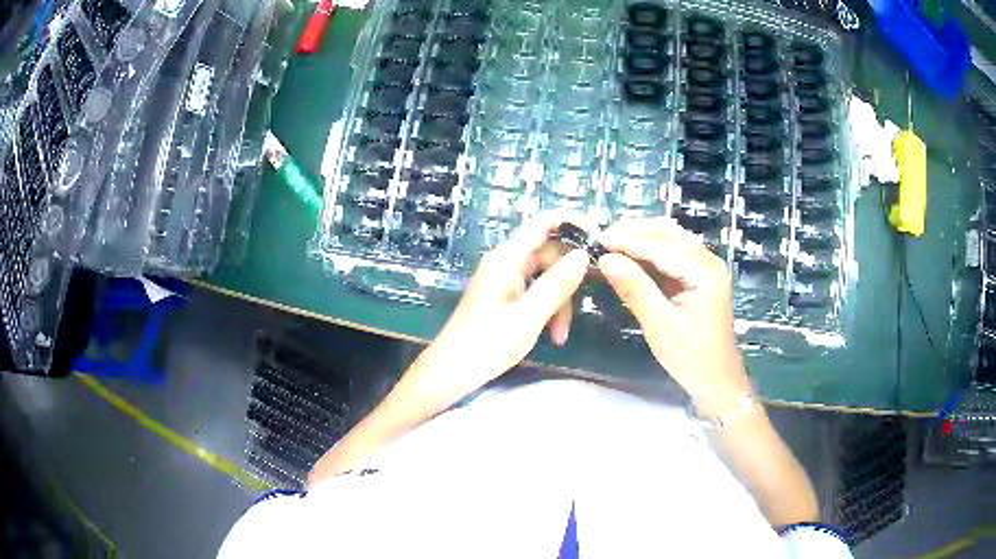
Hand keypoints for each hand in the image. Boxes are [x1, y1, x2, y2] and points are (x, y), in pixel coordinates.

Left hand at [412, 213, 589, 405]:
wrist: (451, 371)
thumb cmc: (486, 345)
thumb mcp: (529, 317)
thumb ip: (556, 285)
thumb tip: (583, 254)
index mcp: (507, 259)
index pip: (543, 223)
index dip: (572, 222)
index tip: (600, 237)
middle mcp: (505, 262)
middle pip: (547, 253)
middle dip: (568, 279)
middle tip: (585, 304)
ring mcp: (503, 279)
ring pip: (543, 276)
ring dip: (558, 301)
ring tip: (561, 335)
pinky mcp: (503, 296)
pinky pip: (533, 291)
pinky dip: (546, 308)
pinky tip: (552, 334)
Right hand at [596, 218, 751, 416]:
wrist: (717, 381)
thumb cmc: (692, 358)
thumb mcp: (660, 326)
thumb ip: (635, 289)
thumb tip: (605, 260)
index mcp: (705, 272)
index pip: (661, 246)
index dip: (627, 240)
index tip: (596, 239)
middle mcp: (708, 261)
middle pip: (668, 233)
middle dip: (633, 232)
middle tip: (600, 238)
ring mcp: (706, 267)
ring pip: (670, 239)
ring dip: (640, 238)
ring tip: (610, 243)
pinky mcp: (699, 276)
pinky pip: (672, 254)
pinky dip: (649, 252)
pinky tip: (629, 256)